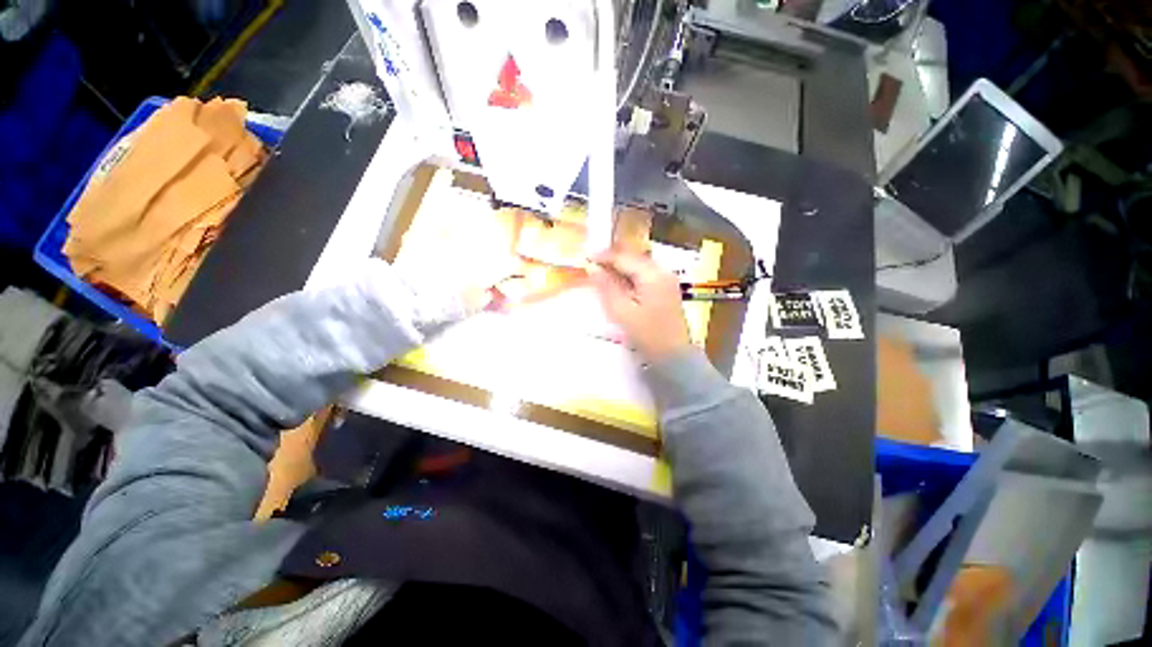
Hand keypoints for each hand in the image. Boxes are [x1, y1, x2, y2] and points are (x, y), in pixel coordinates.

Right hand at [589, 251, 690, 361]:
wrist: (673, 356)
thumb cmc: (647, 335)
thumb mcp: (622, 312)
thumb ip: (607, 287)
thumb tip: (593, 269)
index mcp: (652, 275)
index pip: (625, 257)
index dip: (604, 256)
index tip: (586, 257)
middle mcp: (663, 272)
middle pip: (634, 258)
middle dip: (613, 259)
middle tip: (594, 263)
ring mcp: (667, 280)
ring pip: (640, 266)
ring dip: (622, 266)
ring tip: (603, 271)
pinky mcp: (667, 290)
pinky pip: (646, 275)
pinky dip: (631, 275)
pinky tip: (620, 282)